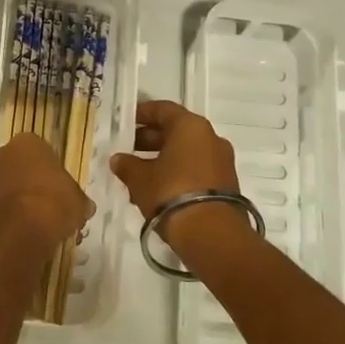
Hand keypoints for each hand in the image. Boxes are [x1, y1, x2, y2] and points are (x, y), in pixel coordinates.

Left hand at [0, 133, 92, 251]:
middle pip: (24, 167)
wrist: (20, 233)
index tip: (64, 187)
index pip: (43, 150)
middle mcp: (3, 154)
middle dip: (38, 184)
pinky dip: (17, 217)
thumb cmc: (54, 202)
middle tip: (56, 205)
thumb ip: (78, 199)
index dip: (54, 169)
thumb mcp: (79, 200)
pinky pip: (6, 207)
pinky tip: (34, 233)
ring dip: (27, 202)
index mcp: (26, 142)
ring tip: (47, 224)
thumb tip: (83, 207)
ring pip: (13, 188)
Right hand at [110, 100, 249, 253]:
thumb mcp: (140, 178)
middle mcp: (210, 137)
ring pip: (186, 151)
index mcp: (190, 126)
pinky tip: (157, 188)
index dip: (142, 113)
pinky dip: (177, 172)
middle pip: (176, 130)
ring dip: (163, 158)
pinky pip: (196, 169)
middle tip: (129, 148)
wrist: (211, 234)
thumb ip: (127, 165)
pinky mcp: (226, 183)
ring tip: (138, 173)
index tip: (127, 120)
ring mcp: (221, 161)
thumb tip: (118, 159)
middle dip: (151, 139)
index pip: (163, 109)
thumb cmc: (170, 193)